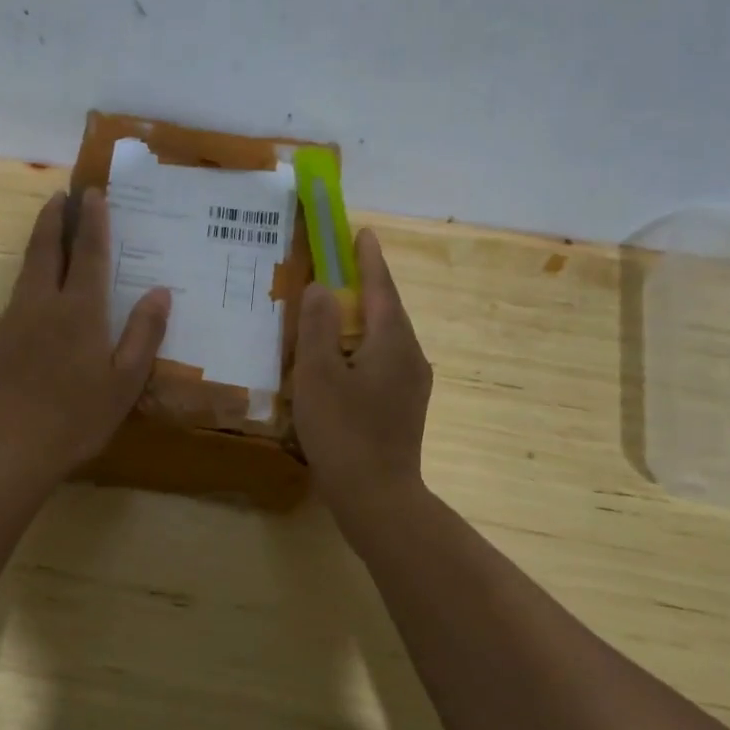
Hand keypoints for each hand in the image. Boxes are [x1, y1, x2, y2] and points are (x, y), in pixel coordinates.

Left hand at [0, 189, 170, 487]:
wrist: (7, 447)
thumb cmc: (75, 417)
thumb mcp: (124, 381)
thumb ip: (143, 334)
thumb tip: (161, 292)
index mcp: (80, 310)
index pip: (89, 253)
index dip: (93, 222)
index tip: (93, 194)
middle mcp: (44, 303)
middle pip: (48, 248)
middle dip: (55, 218)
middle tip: (62, 195)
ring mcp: (16, 318)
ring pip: (28, 266)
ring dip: (40, 239)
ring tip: (49, 224)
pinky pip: (19, 289)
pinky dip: (31, 269)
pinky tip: (37, 281)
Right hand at [293, 228, 432, 522]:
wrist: (377, 496)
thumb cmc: (343, 431)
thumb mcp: (318, 375)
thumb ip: (318, 326)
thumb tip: (324, 288)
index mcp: (391, 341)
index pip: (380, 287)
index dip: (368, 259)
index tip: (362, 232)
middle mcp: (410, 355)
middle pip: (387, 309)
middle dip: (366, 285)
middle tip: (341, 266)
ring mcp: (412, 383)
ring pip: (385, 337)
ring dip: (363, 317)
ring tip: (336, 310)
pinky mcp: (404, 405)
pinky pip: (384, 359)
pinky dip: (363, 346)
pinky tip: (343, 359)